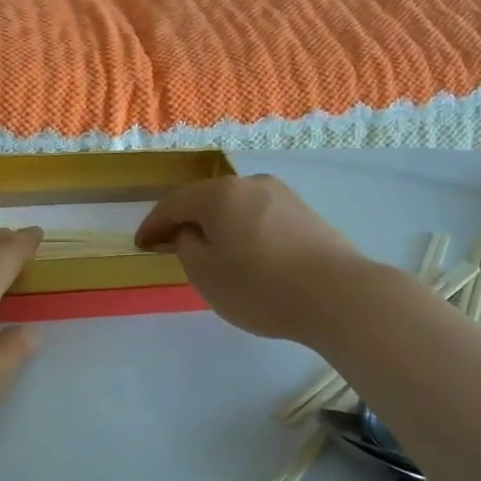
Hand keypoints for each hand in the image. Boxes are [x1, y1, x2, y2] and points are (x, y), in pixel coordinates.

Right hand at [135, 176, 368, 345]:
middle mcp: (251, 184)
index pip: (174, 203)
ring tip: (210, 253)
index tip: (140, 244)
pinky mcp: (307, 215)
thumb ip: (187, 247)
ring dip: (217, 227)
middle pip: (207, 200)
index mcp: (220, 194)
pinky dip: (244, 233)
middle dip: (186, 222)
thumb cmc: (260, 286)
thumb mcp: (206, 274)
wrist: (339, 295)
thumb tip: (192, 233)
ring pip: (236, 208)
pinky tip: (247, 256)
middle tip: (171, 246)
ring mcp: (283, 197)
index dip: (153, 224)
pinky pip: (261, 219)